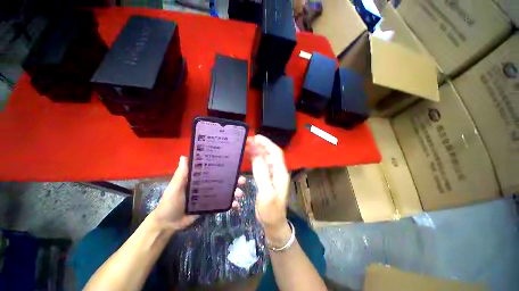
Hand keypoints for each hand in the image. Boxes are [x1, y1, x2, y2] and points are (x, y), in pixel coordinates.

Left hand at [152, 156, 243, 230]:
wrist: (168, 224)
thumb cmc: (169, 203)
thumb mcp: (175, 187)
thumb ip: (181, 174)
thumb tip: (184, 156)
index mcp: (200, 178)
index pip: (214, 170)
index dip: (224, 167)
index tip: (235, 165)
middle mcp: (207, 185)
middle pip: (223, 180)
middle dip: (234, 180)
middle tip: (242, 180)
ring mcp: (210, 196)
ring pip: (225, 191)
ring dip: (234, 192)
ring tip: (240, 194)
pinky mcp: (211, 205)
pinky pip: (223, 203)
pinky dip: (230, 204)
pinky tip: (236, 205)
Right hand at [245, 135, 290, 243]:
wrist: (273, 223)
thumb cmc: (271, 211)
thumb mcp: (266, 193)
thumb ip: (262, 174)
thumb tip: (256, 156)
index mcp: (280, 173)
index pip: (275, 152)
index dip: (267, 143)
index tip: (256, 137)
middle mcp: (278, 171)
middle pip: (270, 153)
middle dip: (261, 145)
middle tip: (248, 140)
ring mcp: (272, 174)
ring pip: (265, 158)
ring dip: (257, 151)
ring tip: (247, 145)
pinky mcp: (267, 178)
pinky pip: (261, 164)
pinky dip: (256, 158)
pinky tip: (249, 156)